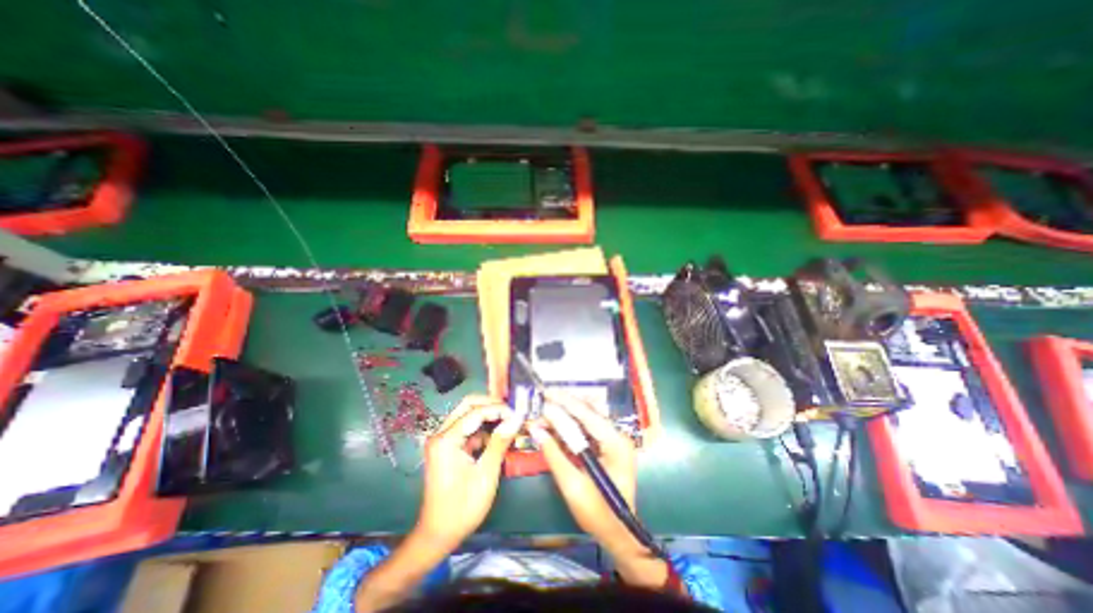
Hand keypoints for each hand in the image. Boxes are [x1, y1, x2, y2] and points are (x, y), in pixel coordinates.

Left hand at [414, 395, 524, 551]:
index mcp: (446, 440)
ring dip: (488, 416)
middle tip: (513, 412)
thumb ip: (500, 442)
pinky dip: (483, 429)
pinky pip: (467, 428)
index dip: (499, 410)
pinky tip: (498, 436)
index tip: (518, 414)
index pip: (475, 412)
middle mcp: (440, 434)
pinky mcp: (447, 446)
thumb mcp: (486, 474)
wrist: (438, 535)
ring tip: (509, 422)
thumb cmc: (462, 507)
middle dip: (492, 405)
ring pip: (468, 414)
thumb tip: (516, 418)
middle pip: (468, 405)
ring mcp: (442, 440)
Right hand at [530, 395, 642, 547]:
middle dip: (562, 406)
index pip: (587, 414)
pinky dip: (569, 426)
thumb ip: (554, 454)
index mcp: (615, 442)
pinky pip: (586, 428)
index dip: (564, 402)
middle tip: (540, 403)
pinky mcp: (607, 445)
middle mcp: (617, 435)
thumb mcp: (572, 485)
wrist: (618, 533)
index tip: (545, 393)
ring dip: (564, 414)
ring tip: (543, 413)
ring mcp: (614, 439)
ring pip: (586, 417)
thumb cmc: (598, 514)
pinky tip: (554, 425)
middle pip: (587, 412)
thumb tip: (535, 429)